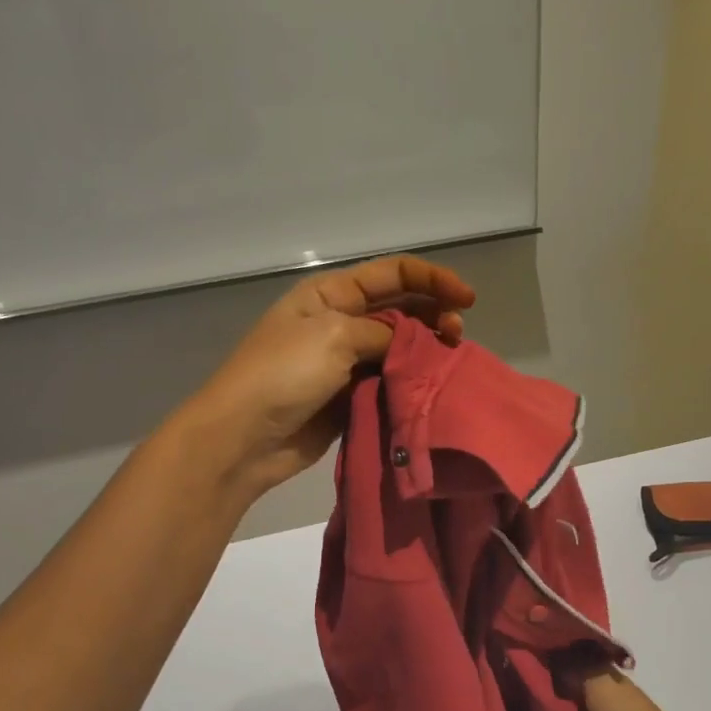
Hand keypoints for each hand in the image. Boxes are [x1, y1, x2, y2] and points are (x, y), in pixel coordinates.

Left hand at [182, 255, 475, 496]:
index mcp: (332, 294)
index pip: (392, 273)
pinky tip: (431, 388)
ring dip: (427, 351)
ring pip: (399, 348)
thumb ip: (383, 332)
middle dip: (434, 315)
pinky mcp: (351, 397)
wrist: (243, 437)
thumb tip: (412, 343)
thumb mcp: (334, 336)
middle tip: (456, 336)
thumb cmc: (283, 373)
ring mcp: (346, 362)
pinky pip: (389, 382)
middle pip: (400, 308)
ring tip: (449, 362)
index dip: (433, 279)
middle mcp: (342, 322)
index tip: (467, 299)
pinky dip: (411, 382)